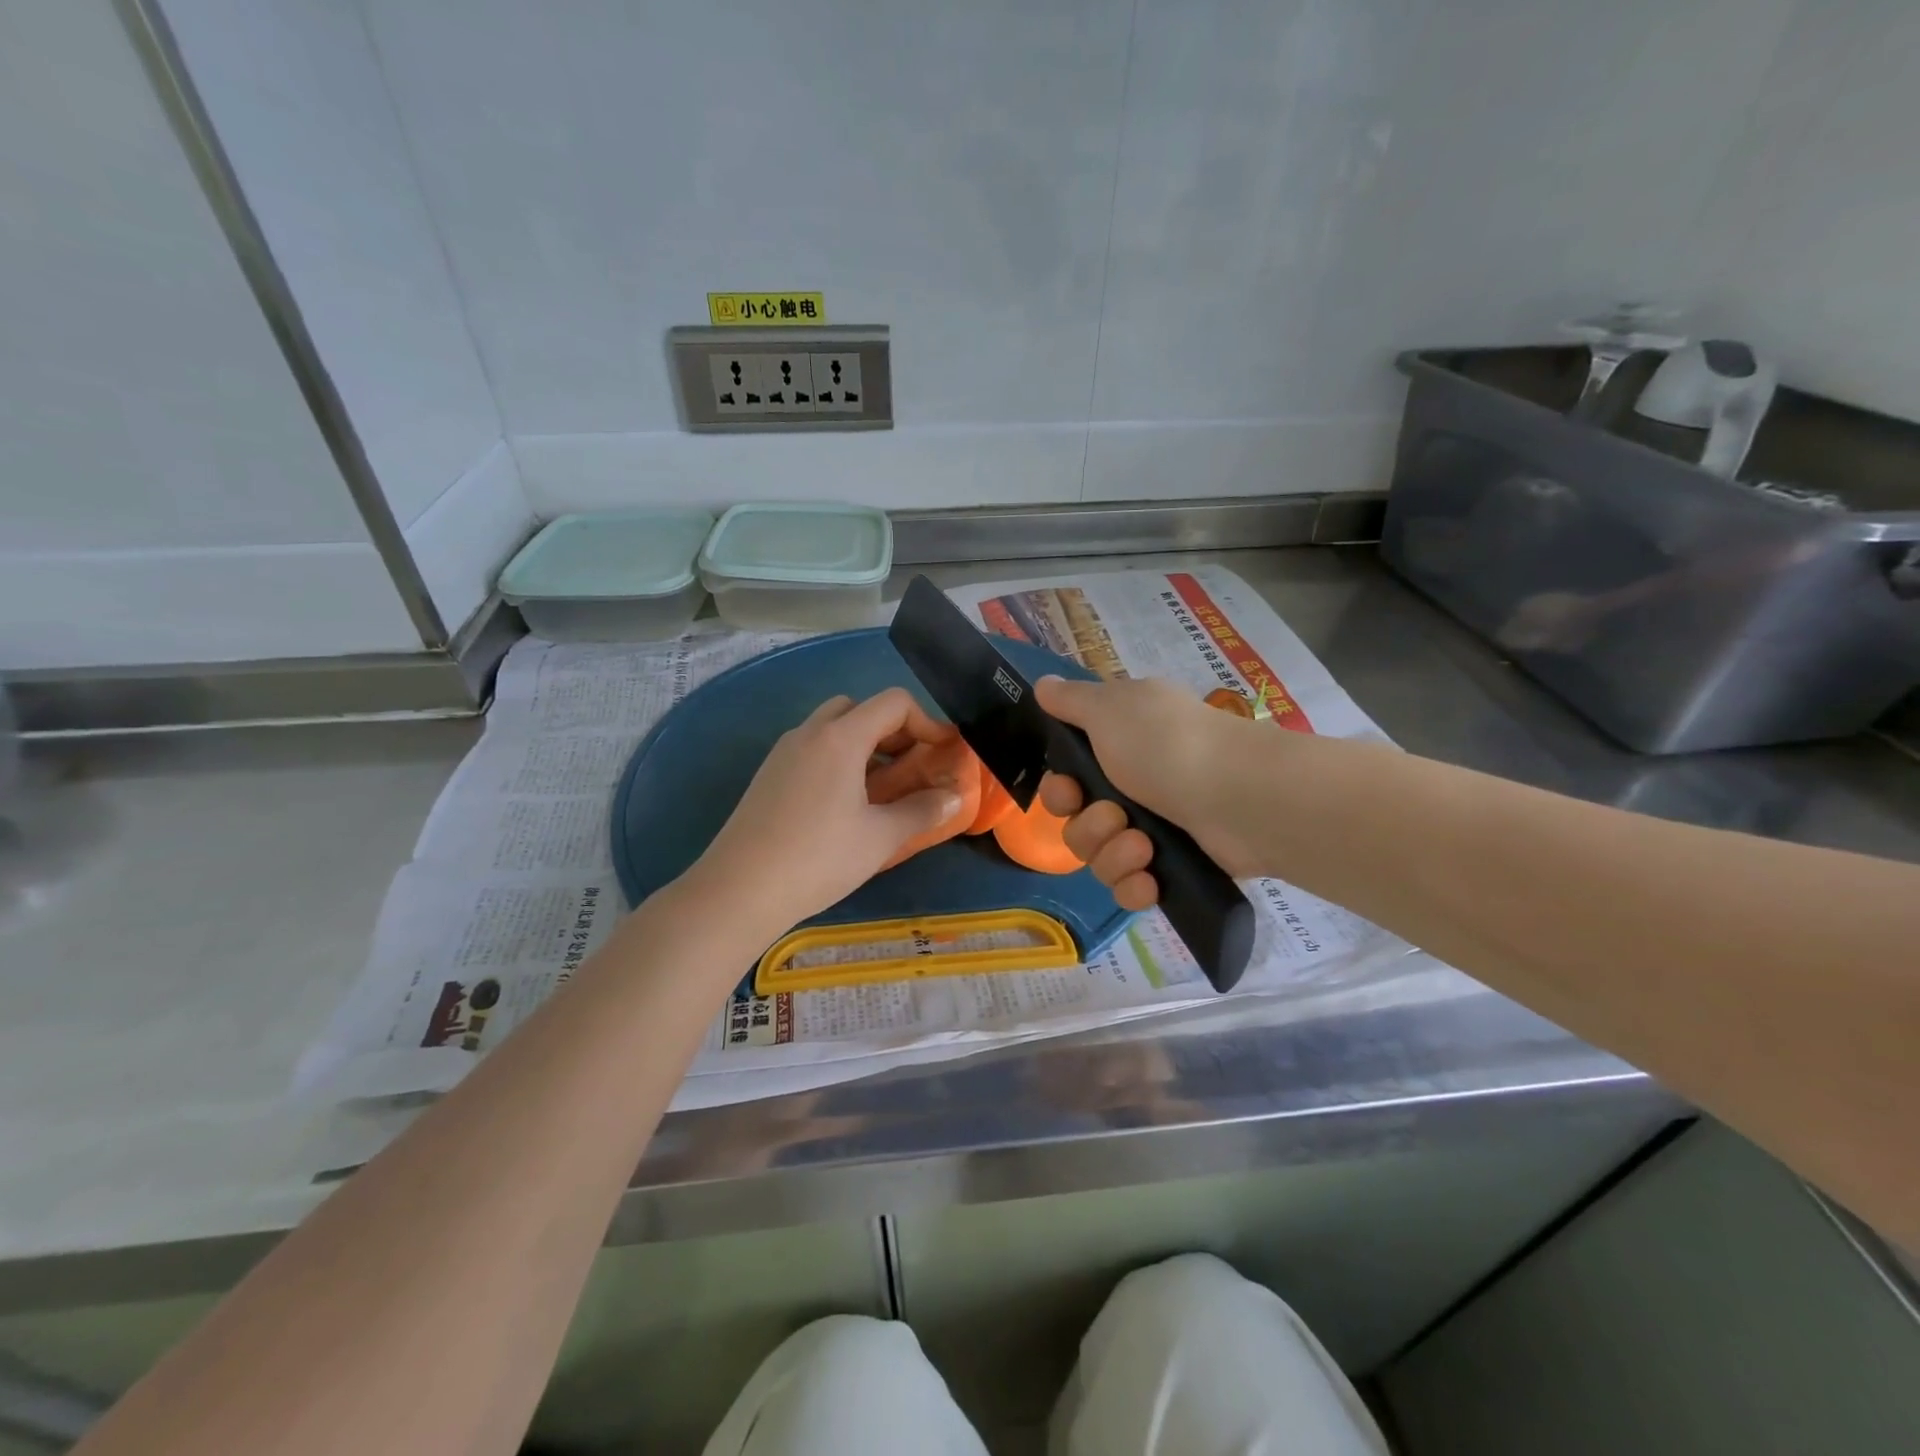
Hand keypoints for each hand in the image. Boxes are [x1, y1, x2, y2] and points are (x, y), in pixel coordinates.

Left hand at [691, 689, 965, 935]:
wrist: (738, 891)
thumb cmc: (818, 859)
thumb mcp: (880, 838)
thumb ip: (922, 811)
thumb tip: (956, 797)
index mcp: (840, 738)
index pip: (893, 703)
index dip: (925, 721)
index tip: (940, 753)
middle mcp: (809, 733)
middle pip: (858, 707)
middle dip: (891, 728)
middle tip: (909, 766)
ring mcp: (783, 753)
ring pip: (831, 727)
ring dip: (863, 743)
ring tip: (881, 787)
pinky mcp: (768, 775)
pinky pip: (811, 749)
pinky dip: (837, 758)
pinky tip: (844, 804)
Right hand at [1034, 675, 1266, 910]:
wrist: (1243, 796)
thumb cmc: (1167, 745)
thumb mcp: (1110, 708)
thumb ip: (1070, 700)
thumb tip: (1043, 683)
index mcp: (1119, 746)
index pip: (1068, 779)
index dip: (1058, 790)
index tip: (1069, 791)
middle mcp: (1134, 786)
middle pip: (1079, 823)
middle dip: (1089, 826)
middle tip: (1115, 817)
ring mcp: (1157, 830)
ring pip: (1101, 858)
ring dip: (1114, 855)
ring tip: (1144, 847)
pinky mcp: (1175, 869)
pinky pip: (1131, 888)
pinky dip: (1135, 886)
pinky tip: (1149, 880)